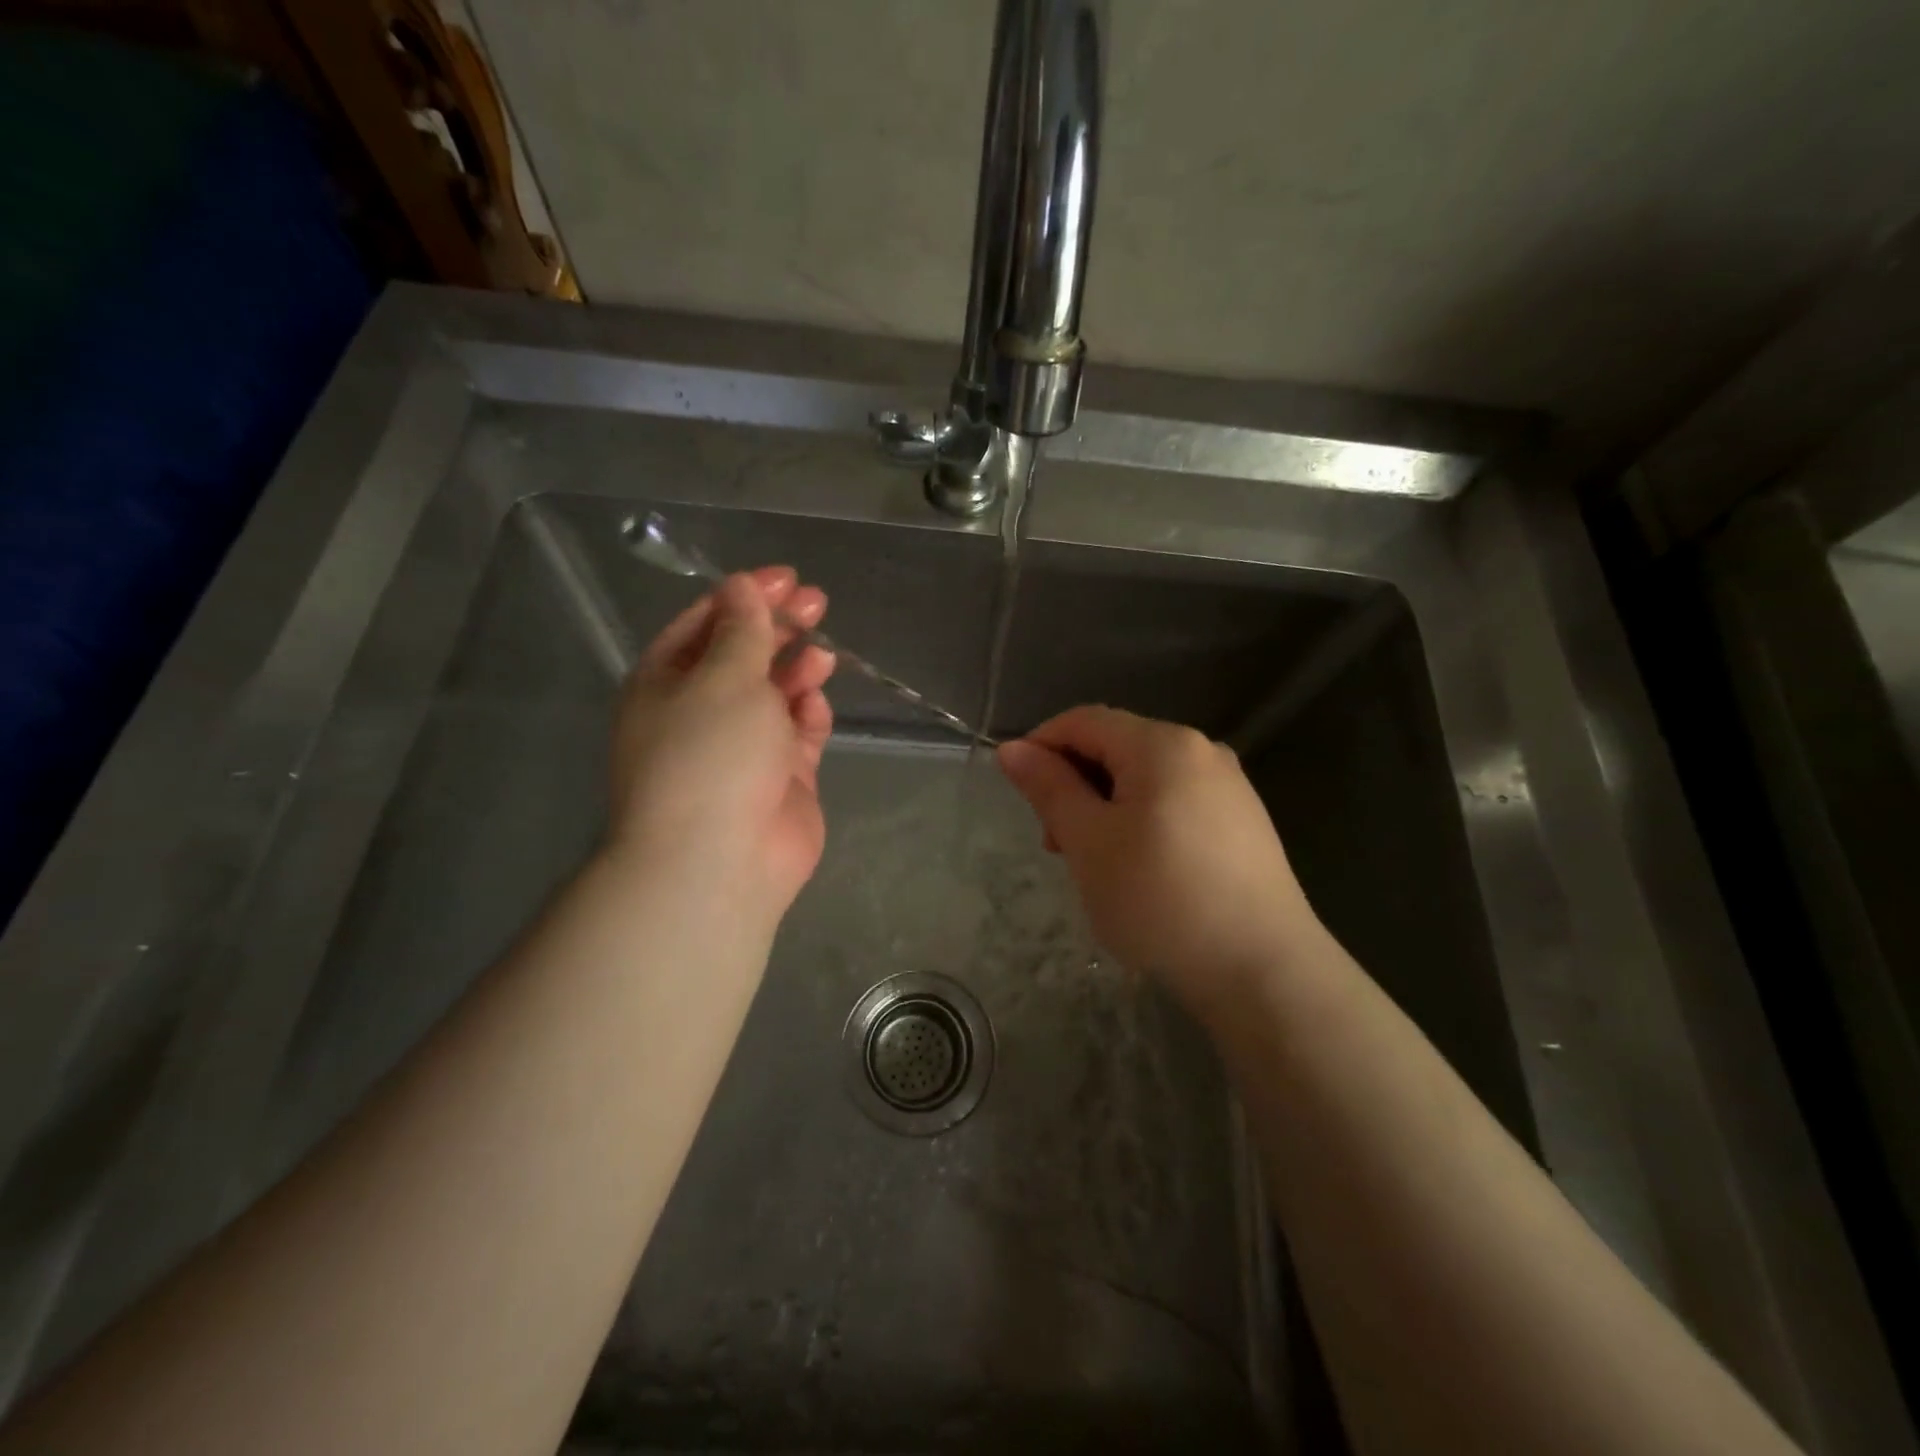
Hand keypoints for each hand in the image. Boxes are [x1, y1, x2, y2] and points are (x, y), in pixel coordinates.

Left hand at [605, 568, 836, 930]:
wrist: (718, 862)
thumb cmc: (710, 754)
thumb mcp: (724, 677)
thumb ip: (742, 631)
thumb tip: (742, 589)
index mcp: (667, 681)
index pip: (706, 622)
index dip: (745, 594)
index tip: (788, 578)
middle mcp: (700, 710)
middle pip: (743, 654)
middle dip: (778, 627)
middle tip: (817, 604)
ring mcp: (741, 747)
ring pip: (774, 693)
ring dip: (796, 669)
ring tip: (822, 655)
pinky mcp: (780, 778)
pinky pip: (797, 733)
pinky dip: (807, 716)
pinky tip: (815, 708)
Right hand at [997, 706, 1322, 1021]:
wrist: (1262, 970)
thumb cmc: (1159, 899)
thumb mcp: (1088, 841)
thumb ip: (1049, 787)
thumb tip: (1012, 749)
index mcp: (1163, 744)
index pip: (1084, 720)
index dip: (1041, 745)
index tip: (1017, 790)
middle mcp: (1202, 750)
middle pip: (1116, 747)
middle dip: (1074, 784)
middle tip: (1056, 845)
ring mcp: (1230, 787)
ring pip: (1145, 778)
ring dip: (1105, 807)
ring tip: (1094, 864)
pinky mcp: (1244, 823)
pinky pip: (1175, 803)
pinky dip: (1141, 821)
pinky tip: (1139, 870)